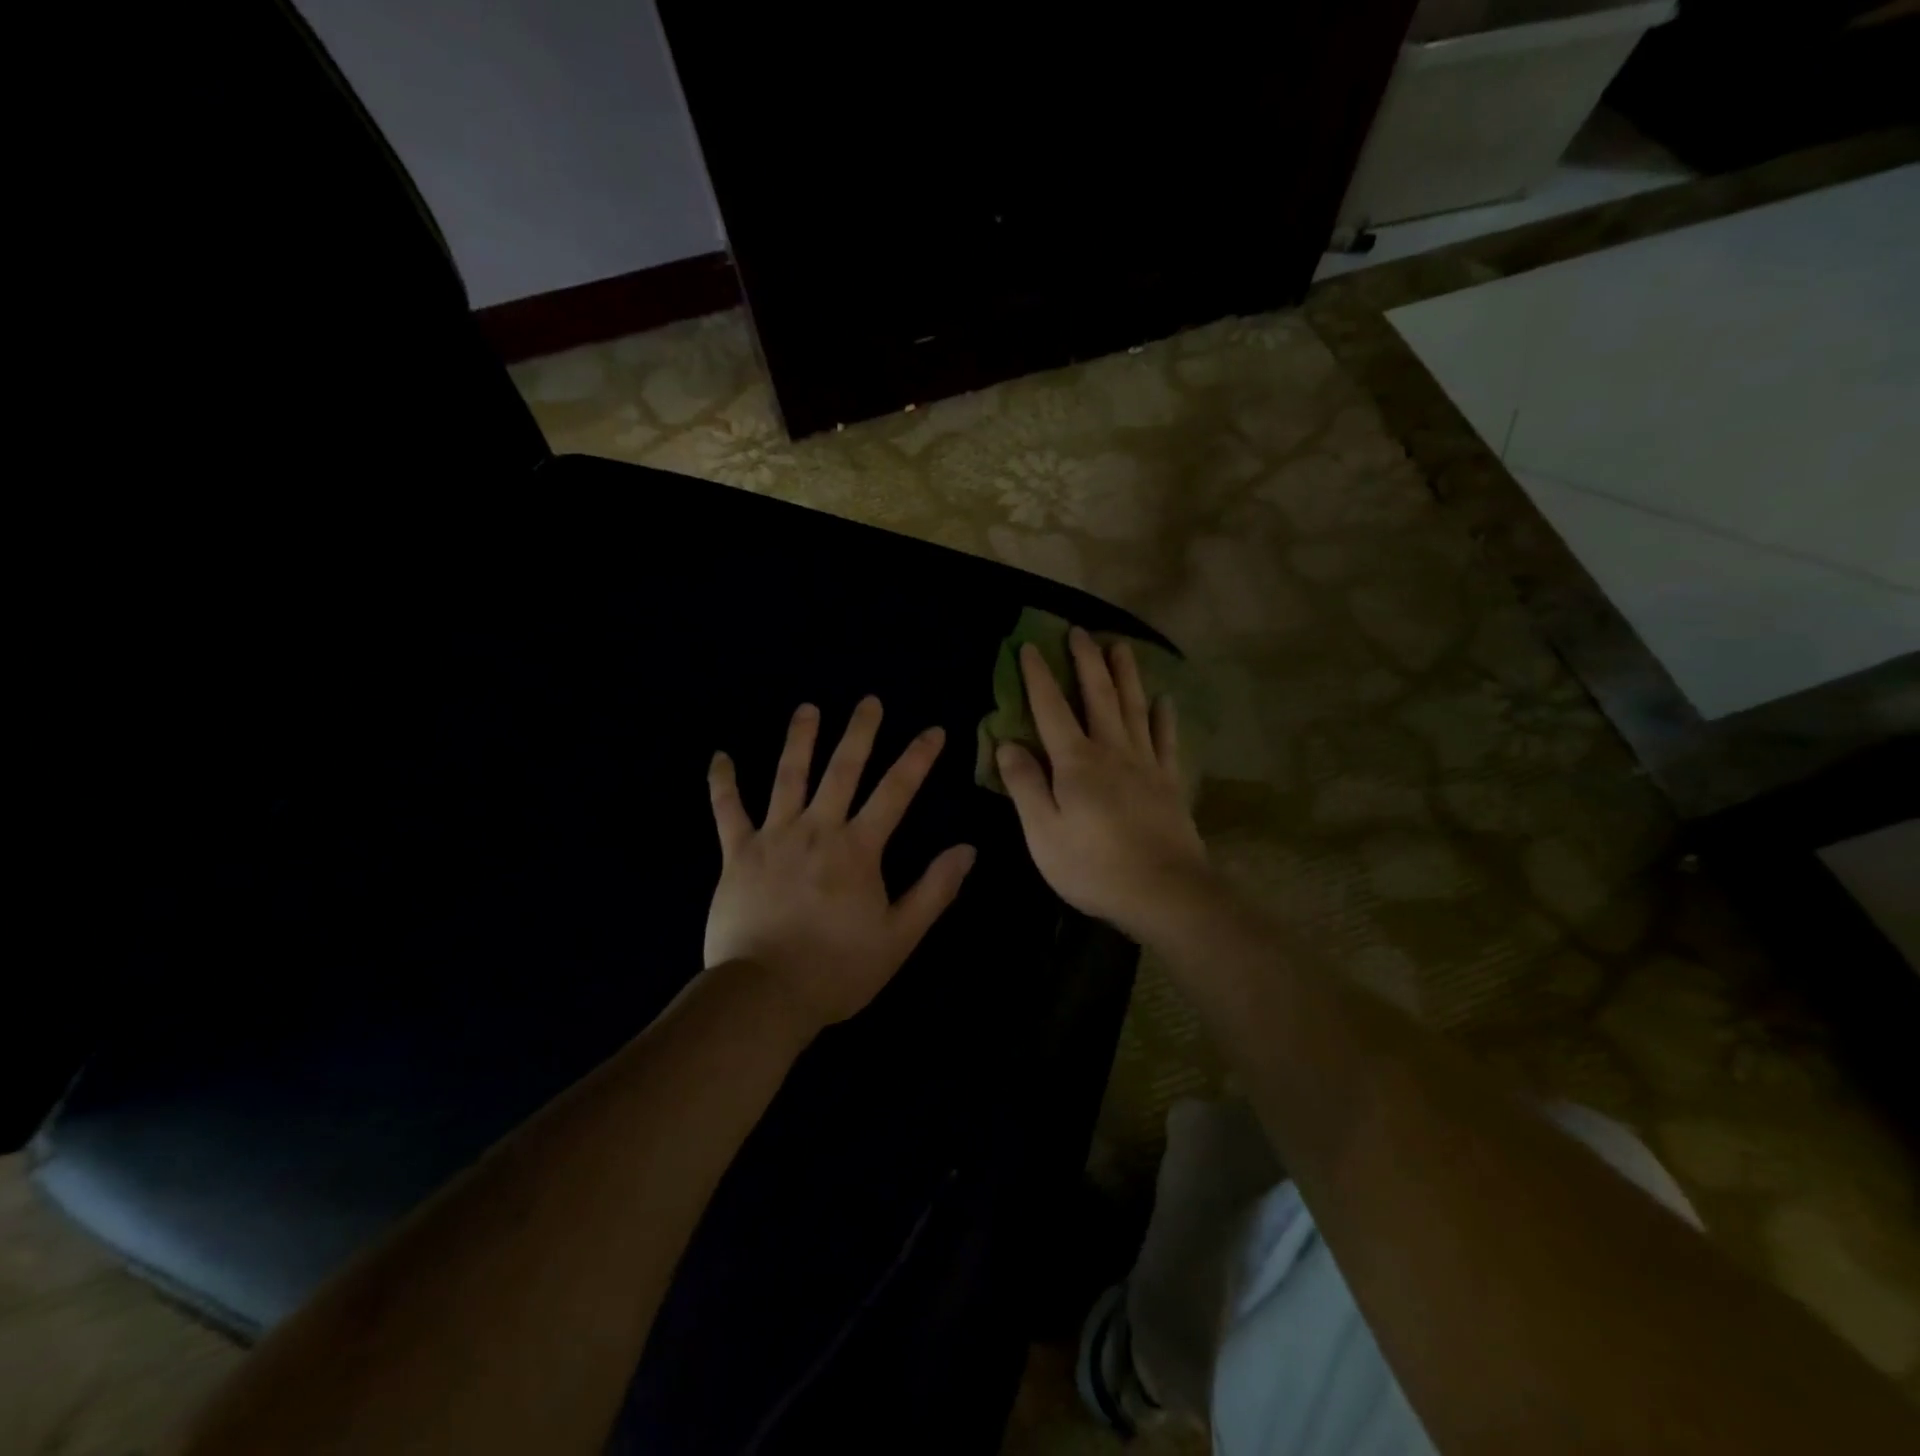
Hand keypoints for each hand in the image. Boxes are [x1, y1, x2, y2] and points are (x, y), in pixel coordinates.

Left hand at [705, 697, 975, 1030]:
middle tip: (869, 701)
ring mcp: (773, 837)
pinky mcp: (737, 854)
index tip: (933, 730)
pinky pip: (727, 812)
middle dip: (859, 733)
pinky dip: (722, 783)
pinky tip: (719, 757)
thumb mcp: (899, 937)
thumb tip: (967, 849)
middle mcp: (816, 829)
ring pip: (788, 777)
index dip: (917, 758)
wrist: (765, 995)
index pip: (895, 791)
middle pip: (842, 770)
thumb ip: (934, 890)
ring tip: (807, 709)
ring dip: (799, 740)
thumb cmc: (838, 969)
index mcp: (857, 848)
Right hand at [997, 629, 1209, 939]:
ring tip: (1121, 645)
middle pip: (1098, 696)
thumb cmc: (1093, 867)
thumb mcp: (1043, 833)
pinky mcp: (1170, 783)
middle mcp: (1112, 751)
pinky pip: (1166, 739)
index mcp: (1075, 763)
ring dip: (1126, 675)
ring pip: (1134, 708)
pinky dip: (1164, 717)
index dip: (1039, 676)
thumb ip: (1025, 785)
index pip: (1051, 709)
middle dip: (1087, 661)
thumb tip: (1007, 743)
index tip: (1030, 646)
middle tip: (1080, 631)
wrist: (1164, 892)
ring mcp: (1146, 764)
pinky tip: (1164, 700)